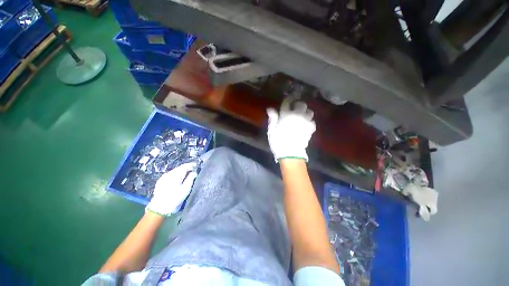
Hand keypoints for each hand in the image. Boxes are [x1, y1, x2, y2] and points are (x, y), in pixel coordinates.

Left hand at [146, 162, 197, 216]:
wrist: (159, 209)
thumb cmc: (175, 198)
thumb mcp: (186, 189)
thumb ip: (191, 178)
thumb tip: (194, 172)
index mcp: (176, 174)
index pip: (185, 166)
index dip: (192, 165)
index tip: (197, 166)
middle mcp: (169, 173)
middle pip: (180, 168)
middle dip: (187, 169)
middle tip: (193, 171)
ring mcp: (164, 177)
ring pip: (175, 171)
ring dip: (181, 172)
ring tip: (187, 176)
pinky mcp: (160, 181)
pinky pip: (170, 175)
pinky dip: (176, 176)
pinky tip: (178, 180)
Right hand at [267, 98, 315, 161]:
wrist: (290, 153)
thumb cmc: (278, 142)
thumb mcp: (271, 131)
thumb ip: (272, 118)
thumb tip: (270, 108)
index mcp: (286, 115)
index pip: (288, 102)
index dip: (288, 99)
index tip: (289, 99)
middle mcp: (297, 115)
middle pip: (301, 104)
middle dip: (298, 105)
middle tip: (295, 109)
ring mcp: (305, 121)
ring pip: (309, 111)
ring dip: (305, 112)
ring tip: (302, 117)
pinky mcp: (311, 129)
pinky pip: (312, 121)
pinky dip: (309, 122)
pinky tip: (306, 125)